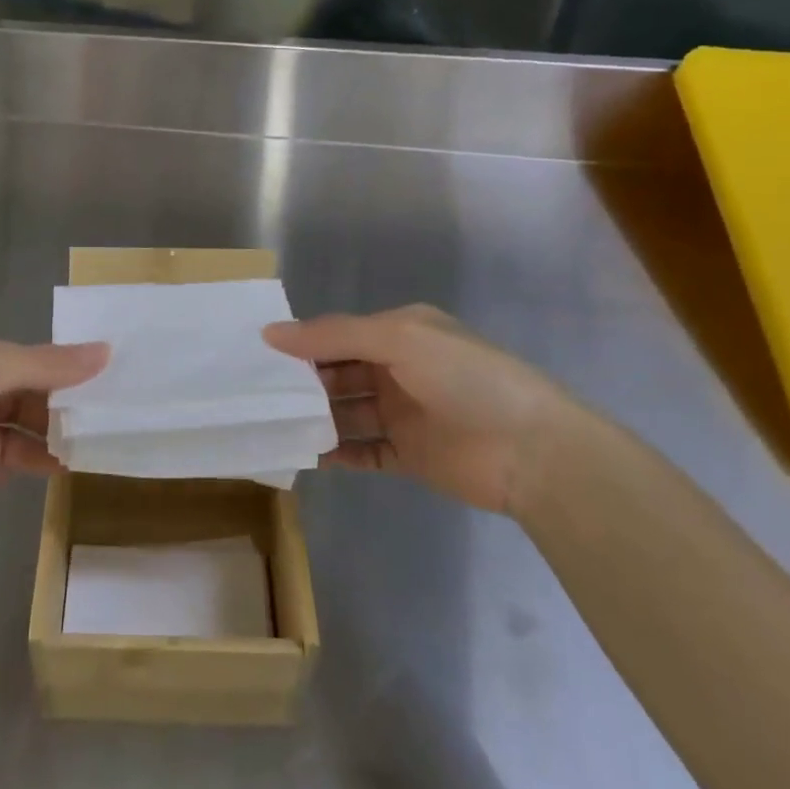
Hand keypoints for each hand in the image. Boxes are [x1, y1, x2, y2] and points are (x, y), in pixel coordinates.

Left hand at [0, 335, 107, 546]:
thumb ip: (46, 365)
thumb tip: (106, 350)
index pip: (29, 360)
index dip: (66, 372)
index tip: (108, 386)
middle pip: (24, 396)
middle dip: (59, 410)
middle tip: (103, 427)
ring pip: (13, 432)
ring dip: (43, 442)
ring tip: (80, 456)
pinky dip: (14, 467)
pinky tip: (36, 472)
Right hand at [264, 305, 594, 513]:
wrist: (533, 451)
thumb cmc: (466, 379)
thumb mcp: (399, 339)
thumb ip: (334, 336)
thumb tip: (270, 333)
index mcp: (400, 333)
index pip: (339, 335)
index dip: (302, 343)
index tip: (258, 355)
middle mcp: (399, 370)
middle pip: (338, 373)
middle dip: (302, 382)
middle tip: (256, 395)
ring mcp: (404, 414)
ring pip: (346, 413)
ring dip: (314, 417)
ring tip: (272, 425)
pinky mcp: (409, 455)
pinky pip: (362, 451)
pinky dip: (335, 453)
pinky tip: (305, 455)